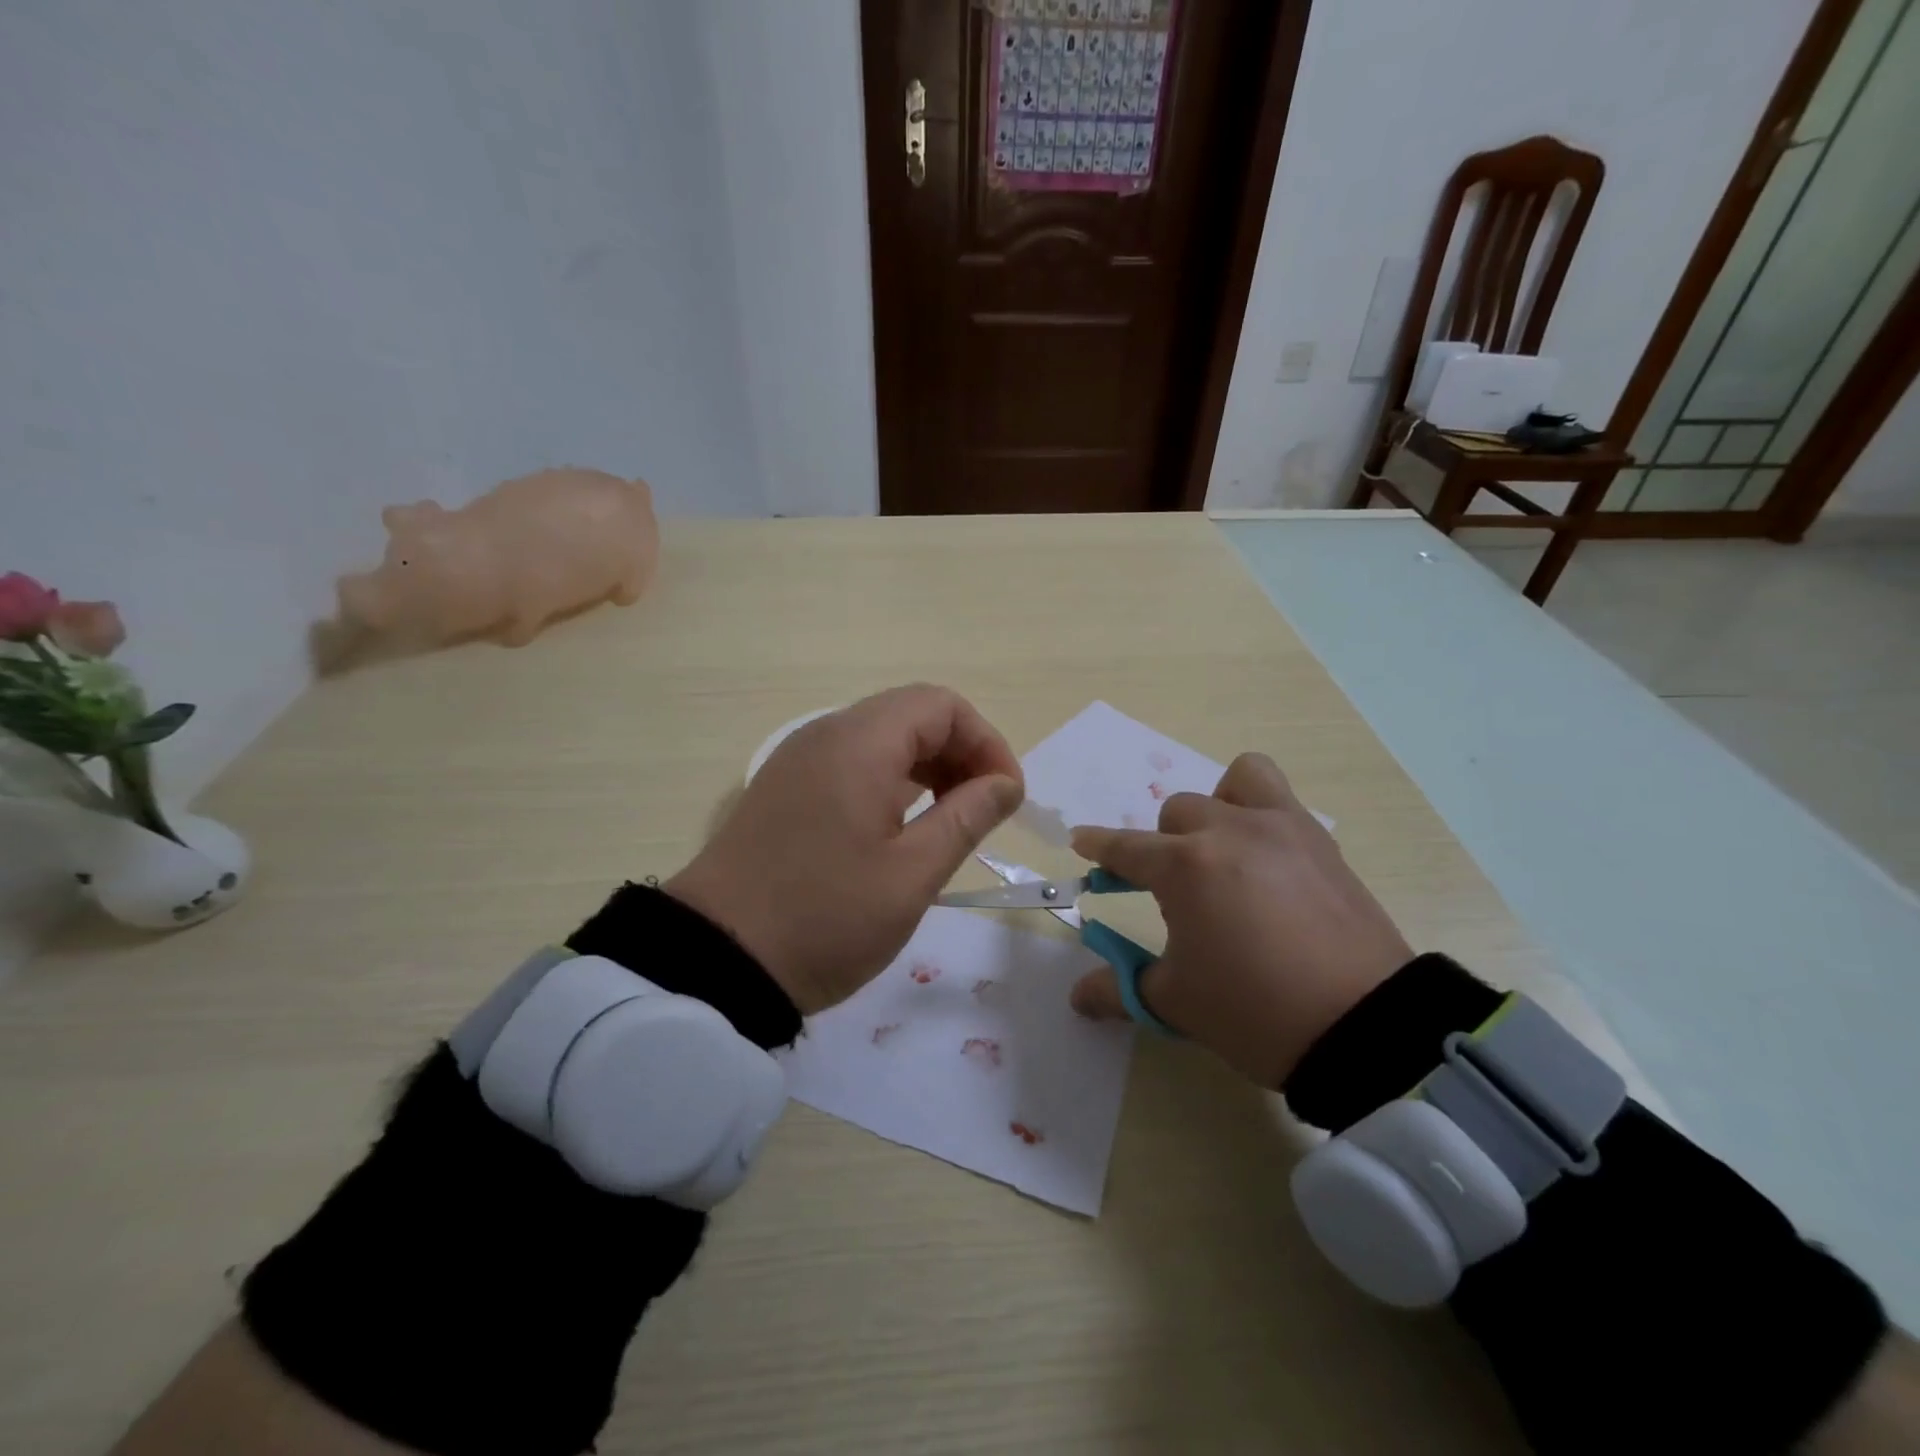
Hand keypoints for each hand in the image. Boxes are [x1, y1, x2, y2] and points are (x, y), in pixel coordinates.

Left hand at [667, 685, 1024, 1014]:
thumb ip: (966, 817)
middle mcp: (826, 734)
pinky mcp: (785, 788)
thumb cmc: (825, 918)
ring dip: (927, 767)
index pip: (942, 705)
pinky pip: (851, 762)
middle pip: (912, 715)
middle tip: (983, 811)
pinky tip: (900, 827)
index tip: (1006, 797)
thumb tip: (1004, 783)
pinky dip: (890, 780)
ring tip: (949, 821)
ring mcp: (799, 760)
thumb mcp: (911, 875)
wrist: (716, 961)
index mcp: (860, 743)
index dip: (986, 742)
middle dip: (960, 753)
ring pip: (881, 738)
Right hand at [1068, 753, 1411, 1086]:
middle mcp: (1228, 831)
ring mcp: (1280, 829)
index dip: (1098, 846)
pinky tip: (1266, 859)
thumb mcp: (1176, 1003)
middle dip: (1163, 845)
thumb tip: (1078, 997)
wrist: (1364, 1028)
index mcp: (1185, 867)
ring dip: (1217, 807)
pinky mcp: (1320, 841)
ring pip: (1234, 781)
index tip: (1082, 842)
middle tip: (1172, 889)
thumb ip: (1119, 989)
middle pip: (1176, 814)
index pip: (1125, 848)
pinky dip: (1261, 811)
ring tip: (1223, 848)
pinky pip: (1280, 798)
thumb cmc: (1254, 1012)